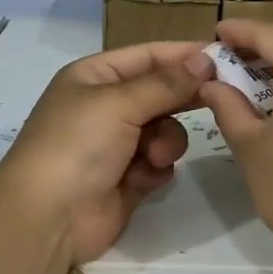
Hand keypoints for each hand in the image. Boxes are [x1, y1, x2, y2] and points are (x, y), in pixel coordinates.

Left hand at [0, 40, 214, 267]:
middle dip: (182, 99)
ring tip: (154, 156)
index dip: (184, 54)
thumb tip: (206, 59)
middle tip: (219, 98)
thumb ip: (167, 83)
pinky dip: (155, 169)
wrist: (47, 219)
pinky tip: (139, 180)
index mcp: (95, 77)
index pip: (148, 55)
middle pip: (160, 92)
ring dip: (167, 141)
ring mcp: (117, 143)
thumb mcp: (119, 103)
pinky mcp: (128, 177)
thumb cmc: (76, 146)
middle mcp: (106, 106)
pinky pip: (160, 162)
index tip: (224, 56)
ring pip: (166, 129)